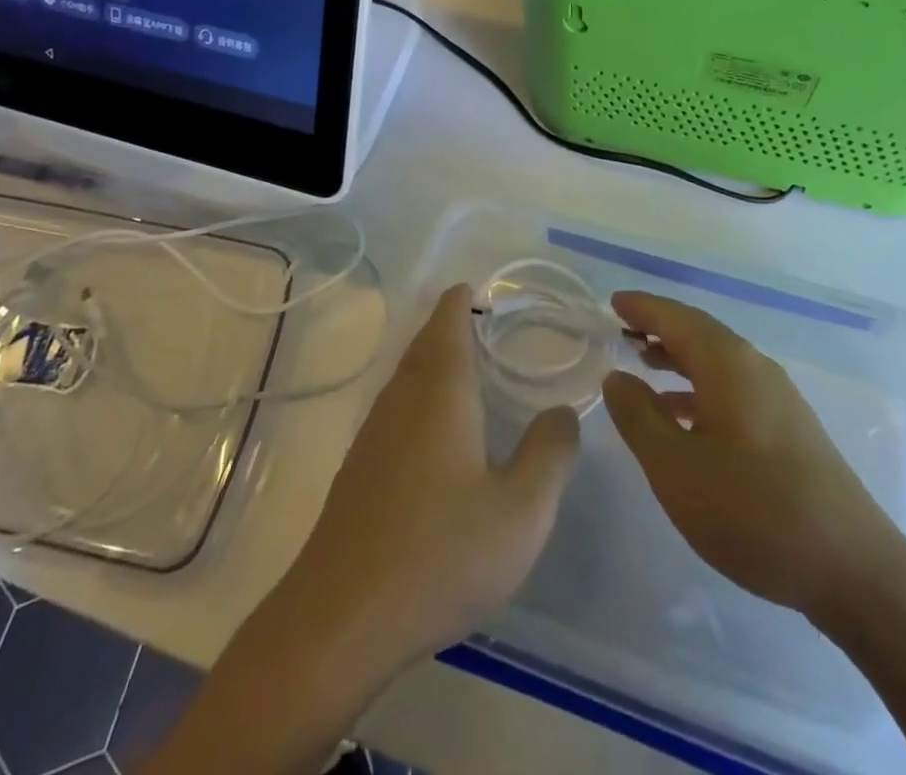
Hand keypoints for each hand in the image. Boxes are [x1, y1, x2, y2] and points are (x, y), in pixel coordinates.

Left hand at [279, 284, 581, 682]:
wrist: (342, 617)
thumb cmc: (440, 553)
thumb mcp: (521, 512)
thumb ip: (549, 454)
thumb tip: (562, 412)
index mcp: (439, 392)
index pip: (447, 322)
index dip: (460, 300)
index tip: (477, 289)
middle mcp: (401, 399)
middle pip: (424, 345)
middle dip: (448, 326)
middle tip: (481, 324)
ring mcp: (373, 434)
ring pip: (406, 378)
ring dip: (433, 362)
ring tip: (466, 370)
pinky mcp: (358, 470)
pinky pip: (396, 410)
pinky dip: (420, 398)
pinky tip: (436, 434)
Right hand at [602, 291, 900, 633]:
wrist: (854, 570)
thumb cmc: (754, 512)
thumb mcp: (676, 469)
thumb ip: (638, 417)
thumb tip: (617, 377)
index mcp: (728, 364)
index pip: (676, 318)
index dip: (642, 307)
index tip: (612, 302)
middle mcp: (756, 367)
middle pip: (699, 332)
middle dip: (659, 327)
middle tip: (621, 329)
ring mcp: (779, 398)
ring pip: (717, 360)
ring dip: (679, 356)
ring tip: (644, 364)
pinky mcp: (791, 428)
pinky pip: (733, 386)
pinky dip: (700, 385)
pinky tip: (683, 416)